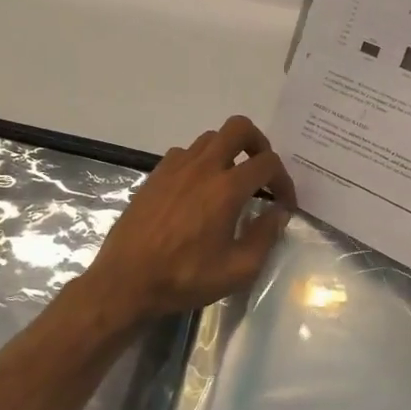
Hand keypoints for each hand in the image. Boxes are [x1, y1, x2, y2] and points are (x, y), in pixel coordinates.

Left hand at [82, 115, 294, 321]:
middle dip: (259, 144)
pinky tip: (199, 190)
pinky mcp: (155, 175)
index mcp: (226, 189)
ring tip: (232, 181)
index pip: (267, 163)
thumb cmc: (185, 278)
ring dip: (228, 152)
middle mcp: (202, 168)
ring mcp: (175, 168)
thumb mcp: (238, 270)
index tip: (284, 203)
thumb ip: (265, 237)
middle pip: (238, 128)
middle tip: (261, 171)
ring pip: (210, 138)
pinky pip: (185, 153)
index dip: (284, 180)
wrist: (126, 281)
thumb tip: (278, 213)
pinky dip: (201, 162)